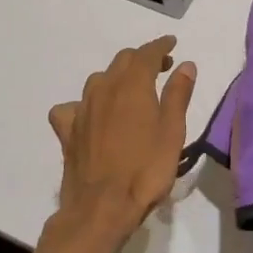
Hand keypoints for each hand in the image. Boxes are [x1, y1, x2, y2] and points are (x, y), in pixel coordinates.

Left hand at [47, 36, 196, 246]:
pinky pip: (72, 107)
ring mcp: (81, 109)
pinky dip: (85, 105)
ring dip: (116, 78)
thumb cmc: (146, 169)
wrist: (102, 208)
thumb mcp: (172, 131)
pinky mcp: (67, 131)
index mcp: (132, 85)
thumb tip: (185, 65)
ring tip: (130, 91)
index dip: (160, 46)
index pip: (146, 53)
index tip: (172, 44)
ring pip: (98, 80)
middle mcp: (103, 88)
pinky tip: (91, 117)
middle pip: (122, 61)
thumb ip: (178, 94)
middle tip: (160, 68)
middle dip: (142, 59)